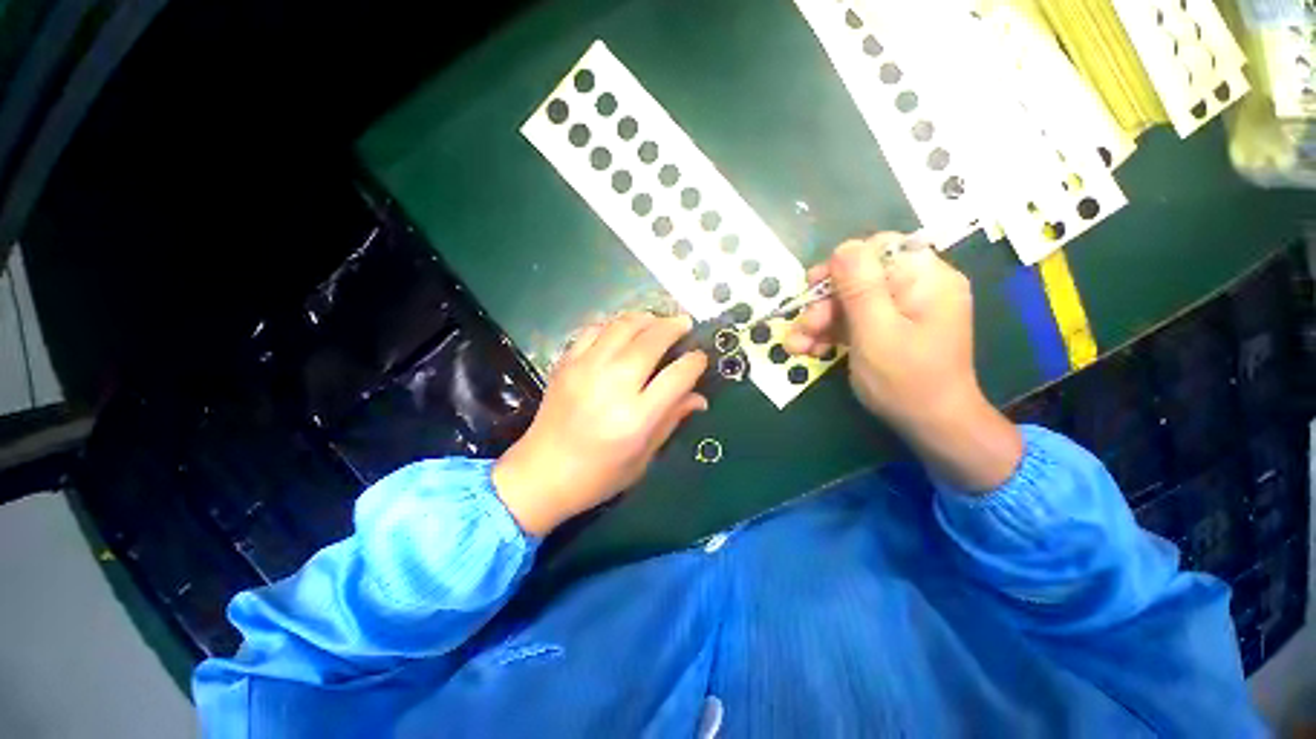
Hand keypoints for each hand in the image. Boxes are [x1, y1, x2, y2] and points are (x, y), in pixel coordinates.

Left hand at [493, 313, 707, 534]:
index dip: (695, 362)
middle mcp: (613, 386)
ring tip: (658, 320)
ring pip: (623, 326)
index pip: (677, 376)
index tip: (700, 357)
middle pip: (651, 341)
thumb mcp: (643, 457)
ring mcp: (586, 369)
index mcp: (636, 418)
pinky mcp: (566, 363)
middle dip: (674, 327)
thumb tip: (699, 397)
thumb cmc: (598, 475)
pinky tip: (623, 330)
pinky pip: (594, 329)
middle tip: (685, 323)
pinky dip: (614, 324)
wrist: (541, 474)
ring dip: (646, 318)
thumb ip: (672, 420)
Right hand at [786, 233, 1021, 491]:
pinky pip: (853, 320)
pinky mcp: (886, 327)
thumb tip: (843, 247)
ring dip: (818, 322)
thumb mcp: (876, 332)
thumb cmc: (907, 380)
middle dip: (823, 304)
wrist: (930, 426)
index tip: (815, 288)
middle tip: (801, 329)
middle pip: (858, 278)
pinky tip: (810, 350)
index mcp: (926, 278)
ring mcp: (900, 309)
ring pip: (849, 302)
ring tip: (796, 347)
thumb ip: (860, 288)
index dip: (842, 265)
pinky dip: (829, 333)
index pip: (879, 249)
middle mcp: (915, 286)